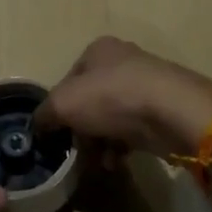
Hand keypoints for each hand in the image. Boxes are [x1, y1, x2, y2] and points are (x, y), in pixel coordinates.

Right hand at [33, 37, 211, 160]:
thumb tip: (38, 126)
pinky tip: (117, 162)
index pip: (69, 79)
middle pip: (91, 99)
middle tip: (77, 150)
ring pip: (113, 117)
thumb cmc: (111, 98)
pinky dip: (123, 146)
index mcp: (99, 50)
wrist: (172, 112)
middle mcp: (123, 61)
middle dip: (82, 128)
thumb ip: (44, 114)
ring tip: (99, 161)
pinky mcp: (164, 109)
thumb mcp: (64, 104)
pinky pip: (134, 129)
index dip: (59, 106)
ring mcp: (147, 85)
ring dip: (101, 141)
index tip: (57, 131)